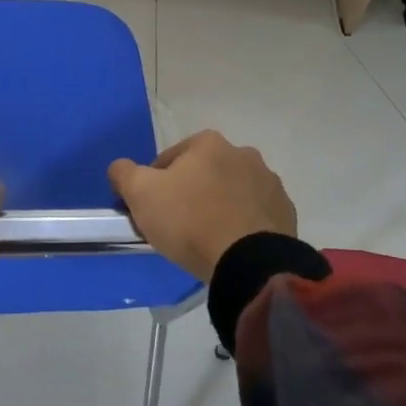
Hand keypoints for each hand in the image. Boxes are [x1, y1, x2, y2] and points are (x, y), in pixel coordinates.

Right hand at [108, 131, 295, 282]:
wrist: (248, 262)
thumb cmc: (189, 220)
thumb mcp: (140, 193)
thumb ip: (123, 173)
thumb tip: (120, 168)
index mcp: (208, 143)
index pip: (170, 159)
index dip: (155, 184)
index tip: (152, 209)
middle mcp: (243, 154)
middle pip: (204, 173)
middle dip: (190, 193)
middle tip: (177, 225)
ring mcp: (269, 183)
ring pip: (231, 193)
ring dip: (218, 207)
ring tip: (206, 239)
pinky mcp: (286, 212)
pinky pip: (254, 215)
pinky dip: (242, 225)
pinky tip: (230, 246)